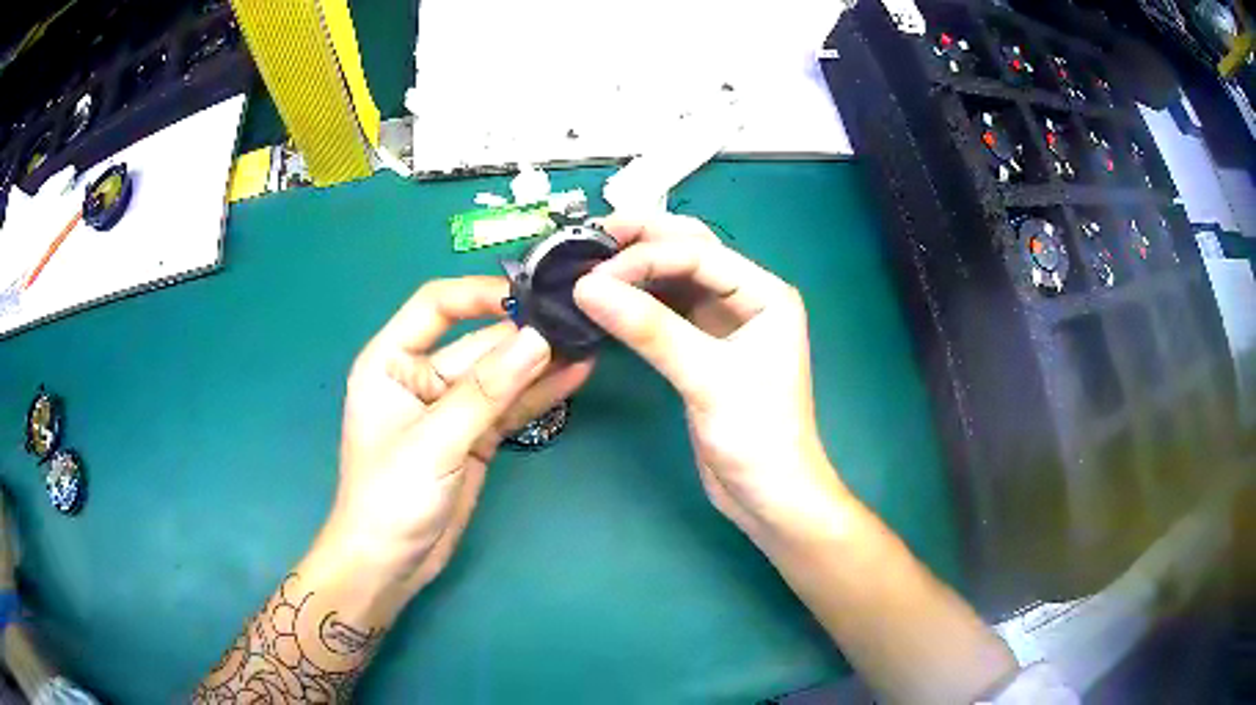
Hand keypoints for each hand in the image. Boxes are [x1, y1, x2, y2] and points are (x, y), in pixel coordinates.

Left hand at [323, 277, 592, 594]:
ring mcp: (451, 408)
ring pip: (500, 375)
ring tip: (587, 341)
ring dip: (539, 363)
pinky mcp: (474, 437)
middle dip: (524, 333)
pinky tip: (575, 376)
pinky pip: (508, 407)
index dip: (479, 294)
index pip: (435, 306)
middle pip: (477, 342)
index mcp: (391, 361)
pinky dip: (538, 394)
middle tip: (578, 320)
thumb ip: (486, 391)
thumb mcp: (435, 441)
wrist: (390, 564)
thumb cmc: (391, 497)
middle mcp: (421, 376)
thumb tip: (538, 340)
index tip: (529, 295)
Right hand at [574, 215, 847, 545]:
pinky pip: (666, 310)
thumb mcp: (707, 378)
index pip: (697, 253)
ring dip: (635, 268)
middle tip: (587, 241)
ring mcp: (723, 323)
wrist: (769, 496)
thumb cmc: (757, 436)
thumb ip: (650, 329)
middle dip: (641, 241)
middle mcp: (746, 297)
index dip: (644, 257)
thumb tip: (586, 287)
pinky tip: (608, 299)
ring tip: (588, 263)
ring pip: (674, 279)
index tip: (592, 274)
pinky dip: (637, 301)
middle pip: (689, 252)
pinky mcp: (702, 348)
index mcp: (764, 293)